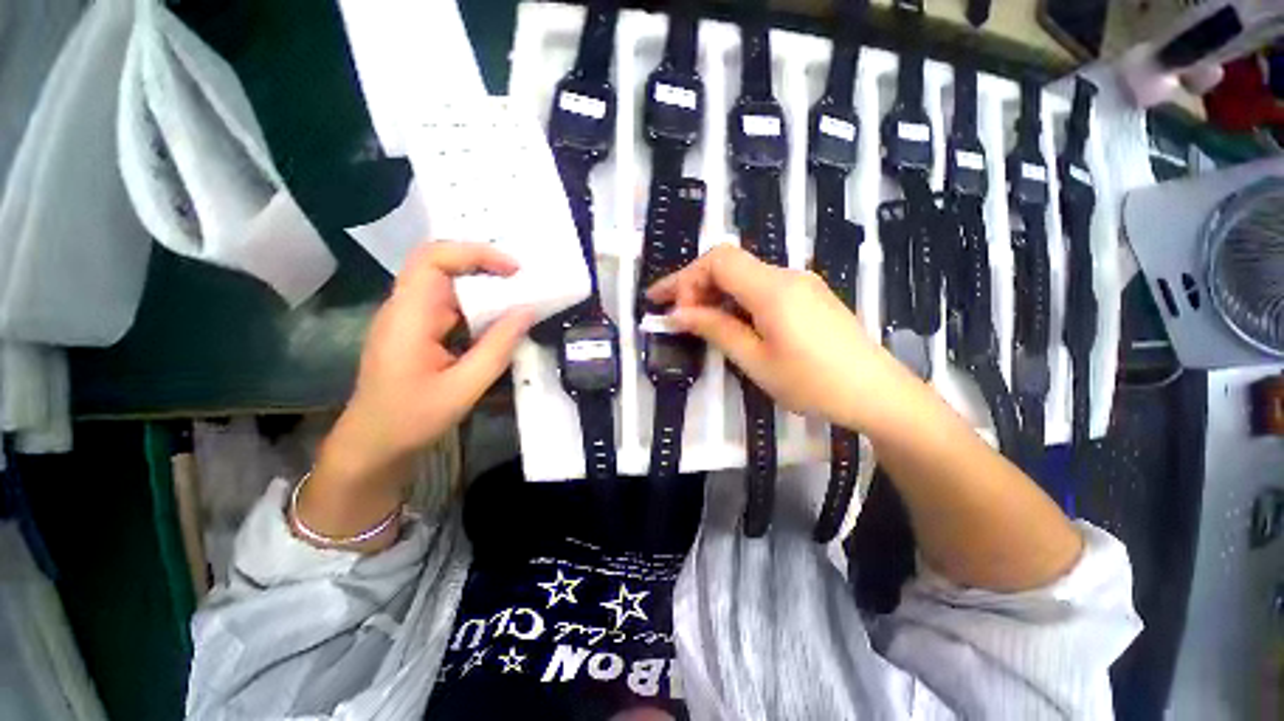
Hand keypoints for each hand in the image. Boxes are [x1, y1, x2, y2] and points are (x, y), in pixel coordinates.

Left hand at [316, 242, 534, 494]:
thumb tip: (528, 311)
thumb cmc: (411, 419)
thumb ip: (498, 347)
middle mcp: (405, 309)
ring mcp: (410, 320)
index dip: (474, 253)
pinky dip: (478, 309)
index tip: (513, 270)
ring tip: (520, 300)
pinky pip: (450, 308)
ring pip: (449, 287)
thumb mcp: (463, 387)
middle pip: (442, 266)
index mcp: (409, 316)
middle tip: (524, 283)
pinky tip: (499, 323)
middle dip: (485, 268)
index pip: (433, 259)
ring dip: (484, 289)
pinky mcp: (418, 332)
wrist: (372, 445)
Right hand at [647, 244, 915, 431]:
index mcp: (772, 289)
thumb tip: (678, 314)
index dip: (685, 278)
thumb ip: (716, 329)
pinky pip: (762, 288)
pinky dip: (737, 300)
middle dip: (695, 284)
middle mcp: (786, 276)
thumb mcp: (756, 360)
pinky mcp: (808, 297)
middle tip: (674, 314)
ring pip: (745, 276)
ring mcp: (800, 284)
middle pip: (730, 264)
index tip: (665, 306)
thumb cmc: (813, 382)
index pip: (717, 261)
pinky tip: (732, 323)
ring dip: (716, 293)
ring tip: (697, 321)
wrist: (878, 393)